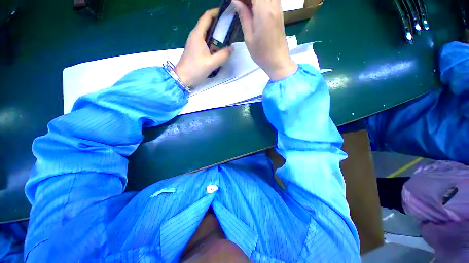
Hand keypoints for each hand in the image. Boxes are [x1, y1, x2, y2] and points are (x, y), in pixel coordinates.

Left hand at [175, 9, 232, 86]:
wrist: (182, 78)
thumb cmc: (195, 69)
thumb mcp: (211, 63)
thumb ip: (223, 55)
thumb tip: (232, 48)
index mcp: (198, 34)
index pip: (207, 16)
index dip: (217, 13)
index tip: (227, 15)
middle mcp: (195, 35)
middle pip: (207, 23)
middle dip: (219, 24)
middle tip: (230, 28)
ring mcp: (195, 42)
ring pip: (207, 33)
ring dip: (216, 34)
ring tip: (227, 38)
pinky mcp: (195, 49)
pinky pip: (205, 42)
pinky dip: (213, 42)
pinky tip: (219, 49)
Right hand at [233, 0, 297, 80]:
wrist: (278, 61)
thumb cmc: (262, 53)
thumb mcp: (249, 37)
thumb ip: (243, 16)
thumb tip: (236, 1)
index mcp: (264, 11)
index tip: (236, 3)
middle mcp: (273, 5)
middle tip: (240, 6)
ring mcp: (278, 8)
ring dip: (255, 1)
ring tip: (247, 8)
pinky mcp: (280, 13)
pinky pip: (271, 0)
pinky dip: (261, 2)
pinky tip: (254, 9)